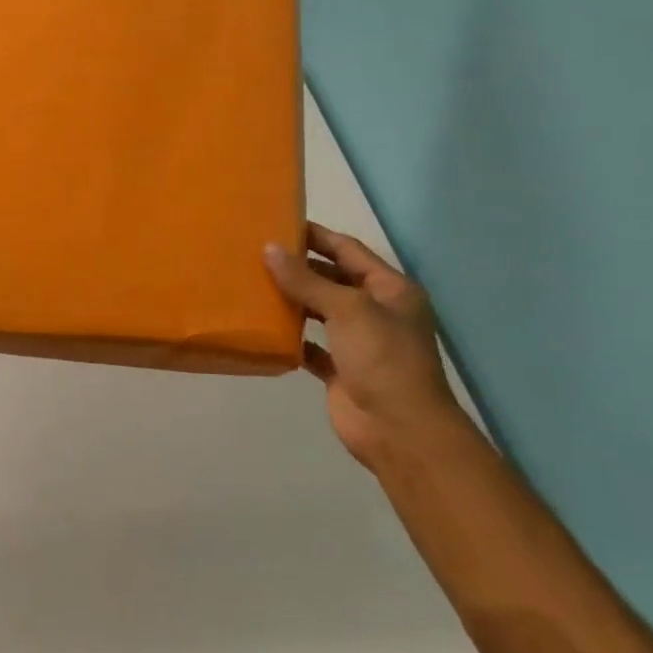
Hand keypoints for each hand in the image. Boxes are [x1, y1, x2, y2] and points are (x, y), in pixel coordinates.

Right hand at [265, 223, 470, 467]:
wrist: (400, 430)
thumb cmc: (382, 358)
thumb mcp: (347, 309)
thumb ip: (306, 279)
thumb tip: (269, 249)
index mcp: (390, 289)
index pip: (348, 250)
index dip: (316, 235)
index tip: (279, 223)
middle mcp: (376, 311)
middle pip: (332, 279)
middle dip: (299, 266)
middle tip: (256, 253)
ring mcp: (359, 342)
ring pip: (320, 311)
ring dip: (292, 300)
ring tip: (253, 283)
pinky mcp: (340, 370)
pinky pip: (311, 345)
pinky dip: (291, 337)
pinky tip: (264, 327)